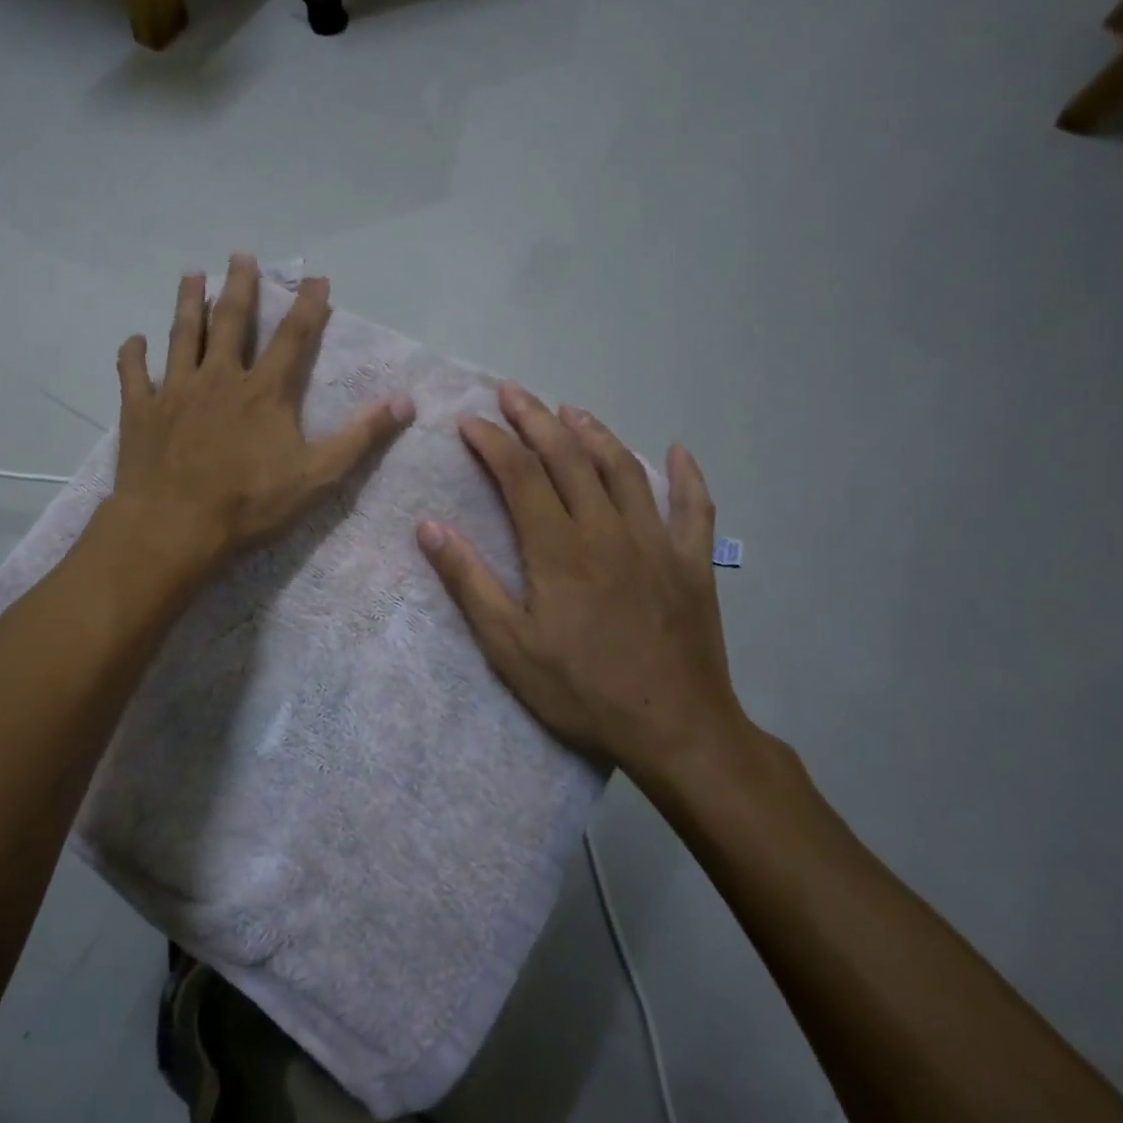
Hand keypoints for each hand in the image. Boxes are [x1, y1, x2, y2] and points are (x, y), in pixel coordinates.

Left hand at [108, 255, 414, 577]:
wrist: (174, 528)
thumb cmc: (249, 505)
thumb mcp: (318, 476)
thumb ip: (360, 437)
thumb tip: (405, 402)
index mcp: (264, 391)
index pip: (293, 337)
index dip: (308, 305)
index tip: (316, 278)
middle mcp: (219, 377)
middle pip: (231, 321)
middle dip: (239, 286)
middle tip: (240, 256)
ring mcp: (174, 390)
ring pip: (182, 335)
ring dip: (187, 303)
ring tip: (191, 274)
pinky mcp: (140, 411)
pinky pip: (132, 374)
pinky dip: (132, 354)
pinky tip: (134, 341)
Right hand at [416, 383, 746, 783]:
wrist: (676, 730)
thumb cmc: (582, 691)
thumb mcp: (508, 646)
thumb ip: (468, 582)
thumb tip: (429, 526)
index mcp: (558, 549)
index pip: (519, 475)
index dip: (493, 442)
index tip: (470, 421)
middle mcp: (607, 530)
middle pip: (568, 458)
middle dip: (535, 420)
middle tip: (512, 392)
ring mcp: (656, 542)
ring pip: (624, 470)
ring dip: (594, 433)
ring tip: (570, 410)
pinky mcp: (692, 562)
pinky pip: (694, 507)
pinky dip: (686, 475)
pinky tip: (677, 450)